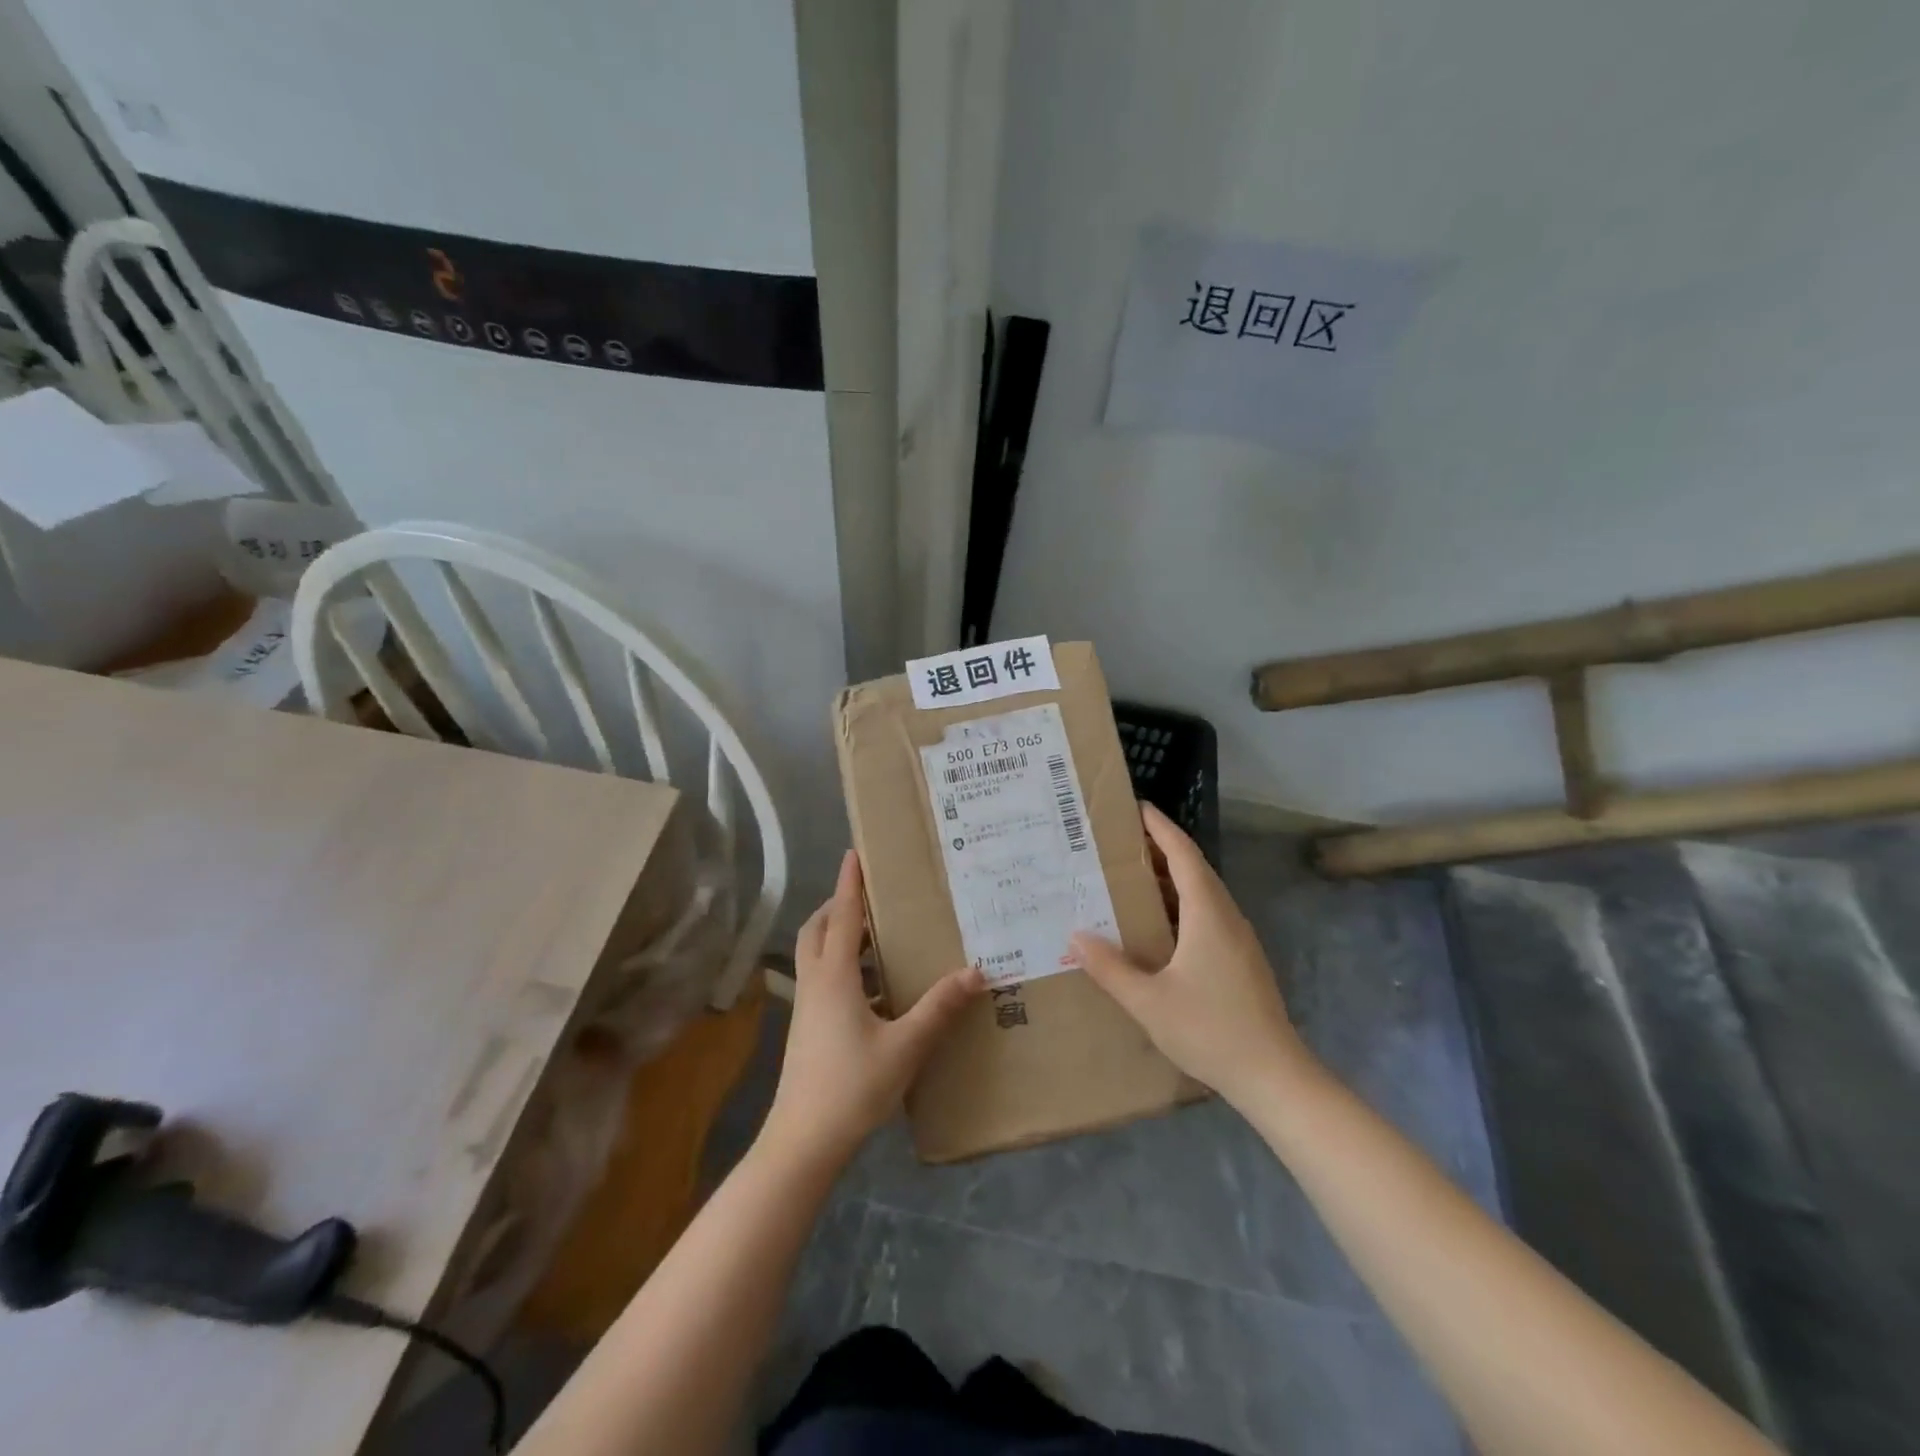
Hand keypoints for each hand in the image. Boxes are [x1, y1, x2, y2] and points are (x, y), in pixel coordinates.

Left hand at [763, 850, 983, 1165]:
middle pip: (818, 928)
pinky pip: (822, 979)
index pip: (843, 915)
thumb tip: (975, 970)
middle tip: (870, 896)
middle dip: (839, 905)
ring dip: (839, 935)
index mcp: (834, 976)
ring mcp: (807, 1007)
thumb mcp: (905, 1046)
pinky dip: (842, 966)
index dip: (850, 883)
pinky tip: (874, 988)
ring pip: (816, 954)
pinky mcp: (808, 1028)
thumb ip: (939, 1007)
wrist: (803, 1142)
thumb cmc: (852, 1087)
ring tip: (877, 935)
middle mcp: (815, 983)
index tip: (854, 852)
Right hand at [1072, 804, 1313, 1106]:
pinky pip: (1208, 915)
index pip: (1184, 855)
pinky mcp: (1242, 960)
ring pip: (1203, 894)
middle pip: (1195, 869)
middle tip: (1122, 842)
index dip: (1161, 828)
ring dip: (1171, 879)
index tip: (1138, 807)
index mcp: (1208, 914)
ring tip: (1132, 877)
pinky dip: (1181, 904)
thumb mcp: (1148, 1002)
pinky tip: (1158, 926)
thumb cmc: (1210, 1031)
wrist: (1274, 1076)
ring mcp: (1239, 940)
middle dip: (1162, 849)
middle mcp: (1227, 917)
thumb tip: (1075, 936)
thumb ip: (1110, 968)